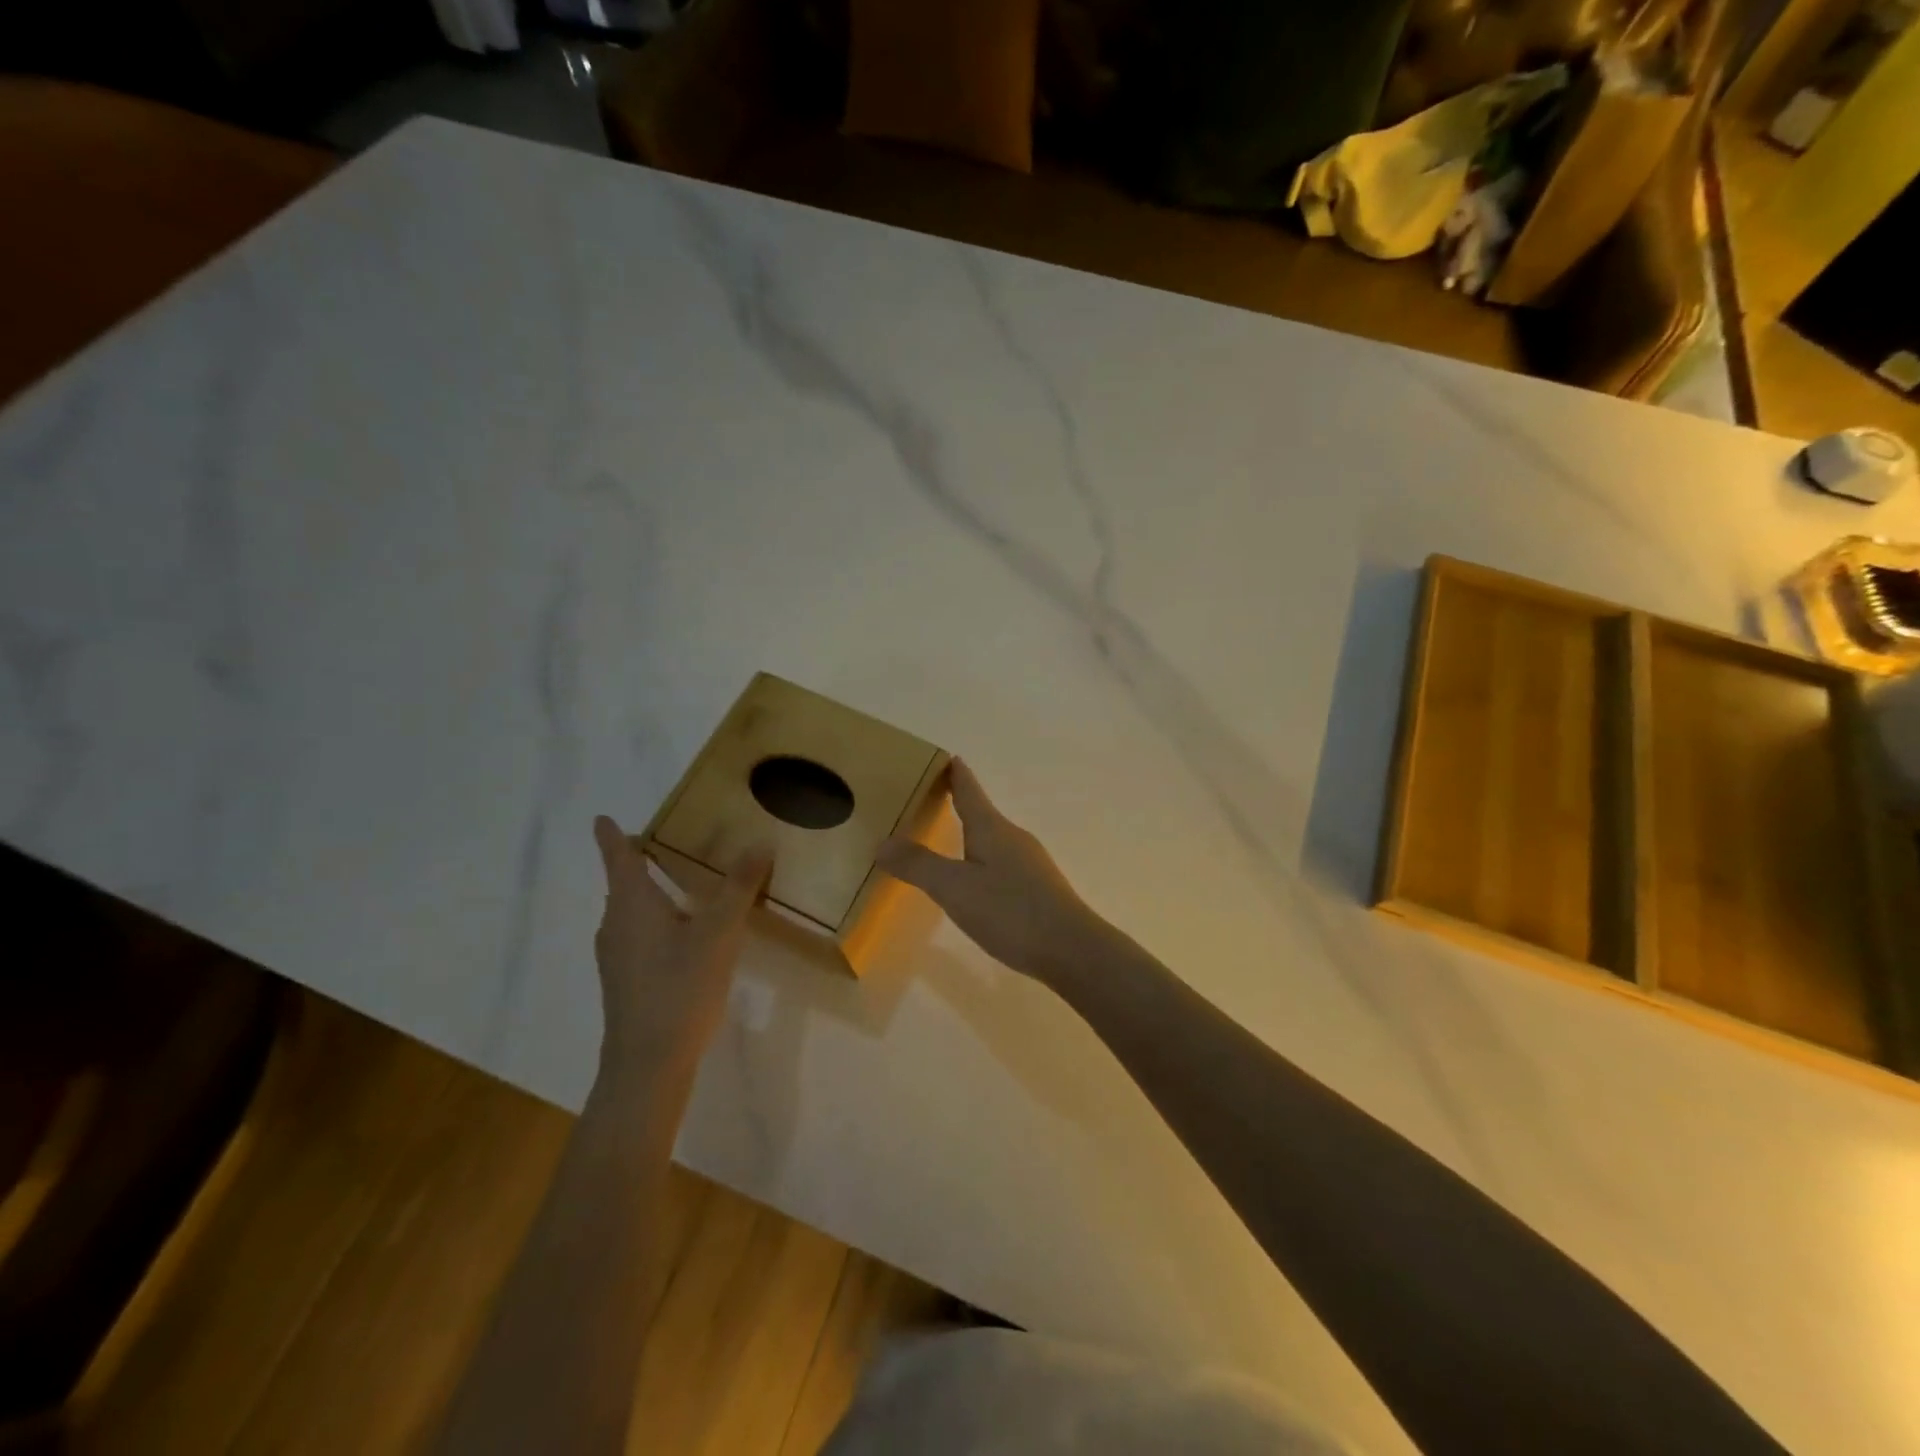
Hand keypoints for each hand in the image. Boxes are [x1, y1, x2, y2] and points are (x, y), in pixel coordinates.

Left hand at [591, 816, 771, 1083]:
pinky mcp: (626, 980)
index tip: (602, 818)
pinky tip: (685, 933)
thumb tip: (760, 843)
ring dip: (650, 892)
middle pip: (623, 883)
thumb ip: (739, 887)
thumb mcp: (719, 933)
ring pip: (631, 911)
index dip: (612, 836)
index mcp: (631, 904)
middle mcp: (616, 924)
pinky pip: (638, 933)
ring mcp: (617, 955)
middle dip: (639, 861)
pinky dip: (656, 919)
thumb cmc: (680, 987)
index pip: (619, 857)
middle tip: (668, 842)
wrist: (648, 1063)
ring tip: (683, 881)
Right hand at [876, 759, 1111, 986]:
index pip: (969, 790)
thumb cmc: (1010, 911)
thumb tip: (881, 842)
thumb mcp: (954, 888)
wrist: (1072, 949)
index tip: (947, 756)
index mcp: (992, 828)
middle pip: (982, 813)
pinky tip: (977, 882)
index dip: (955, 774)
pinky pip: (1003, 863)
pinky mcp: (1038, 888)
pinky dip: (983, 860)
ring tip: (949, 840)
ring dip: (971, 835)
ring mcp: (1030, 862)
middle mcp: (1013, 837)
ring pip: (993, 839)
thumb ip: (918, 865)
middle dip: (959, 804)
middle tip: (931, 800)